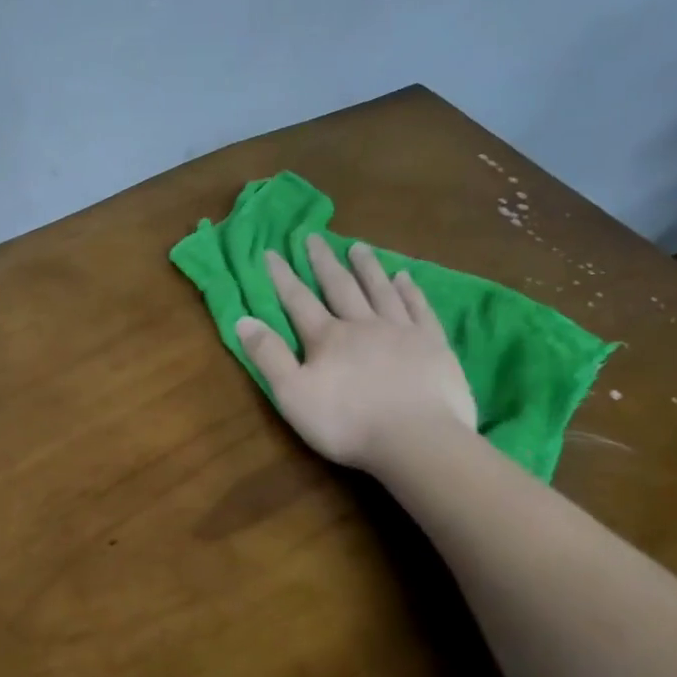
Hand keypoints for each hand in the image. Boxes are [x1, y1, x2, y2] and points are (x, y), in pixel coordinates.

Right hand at [236, 235, 476, 471]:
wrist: (416, 439)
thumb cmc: (346, 422)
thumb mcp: (292, 394)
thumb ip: (268, 356)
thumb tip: (243, 319)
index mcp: (327, 338)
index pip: (298, 300)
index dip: (282, 277)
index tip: (271, 252)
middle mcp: (362, 325)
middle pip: (340, 287)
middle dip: (323, 262)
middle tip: (314, 237)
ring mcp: (401, 331)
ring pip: (380, 290)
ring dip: (367, 267)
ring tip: (358, 247)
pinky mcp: (433, 344)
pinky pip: (418, 308)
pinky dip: (410, 290)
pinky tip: (405, 277)